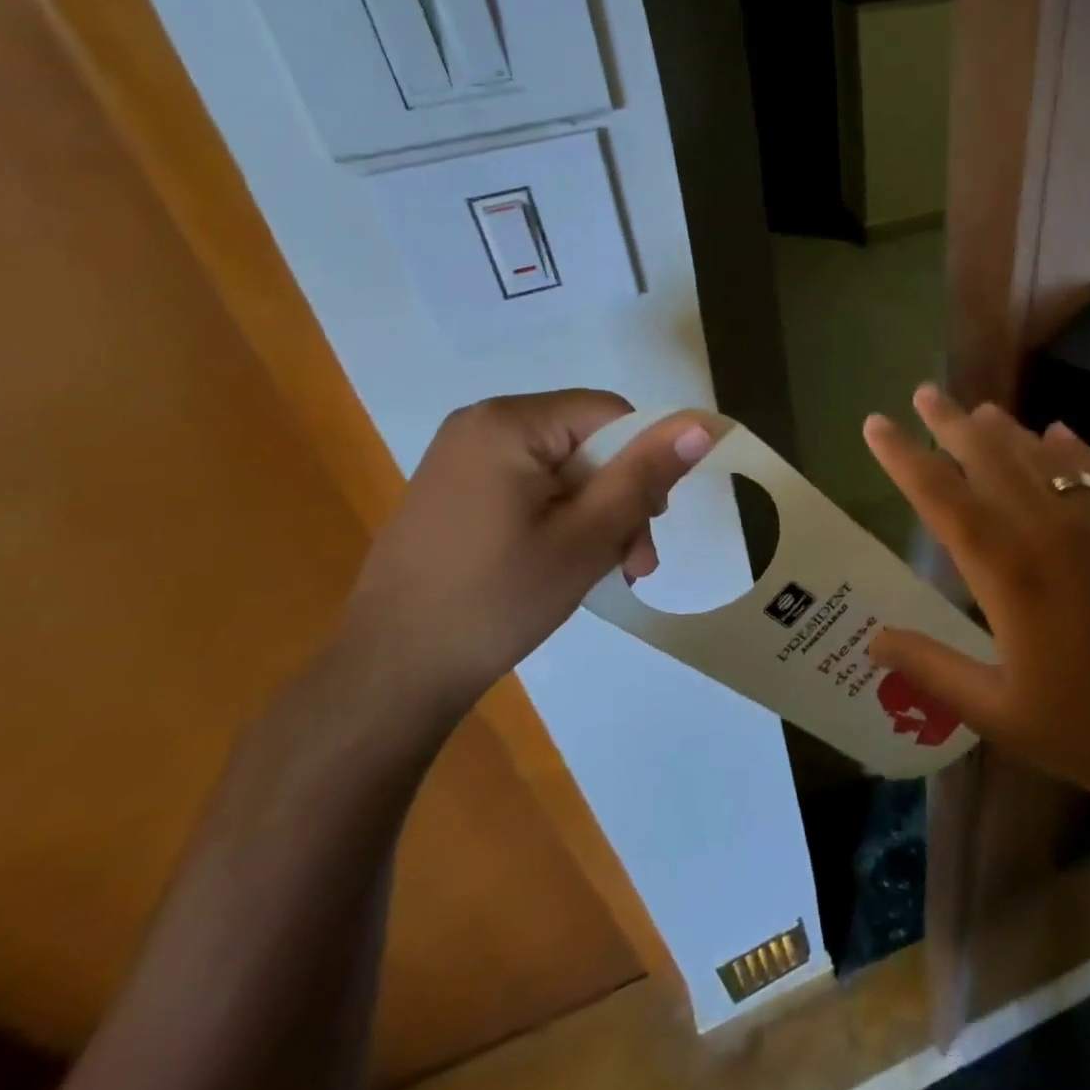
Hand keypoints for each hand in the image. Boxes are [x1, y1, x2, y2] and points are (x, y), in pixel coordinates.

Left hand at [342, 392, 711, 709]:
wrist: (389, 676)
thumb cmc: (496, 601)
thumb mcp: (587, 538)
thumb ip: (645, 475)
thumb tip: (700, 424)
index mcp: (509, 423)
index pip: (610, 414)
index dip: (644, 461)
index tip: (651, 525)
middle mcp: (481, 423)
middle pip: (587, 441)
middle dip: (620, 498)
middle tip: (633, 562)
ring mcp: (462, 456)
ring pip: (564, 467)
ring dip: (596, 514)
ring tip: (608, 571)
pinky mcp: (455, 488)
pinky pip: (531, 484)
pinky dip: (561, 517)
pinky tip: (565, 563)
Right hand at [865, 386, 1089, 871]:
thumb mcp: (1002, 714)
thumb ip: (933, 668)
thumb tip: (874, 639)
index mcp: (1008, 571)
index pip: (940, 495)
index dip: (902, 456)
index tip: (875, 424)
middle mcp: (1050, 528)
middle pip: (989, 456)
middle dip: (950, 422)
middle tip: (925, 393)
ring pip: (1041, 455)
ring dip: (1005, 429)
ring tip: (979, 410)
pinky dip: (1072, 447)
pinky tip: (1058, 434)